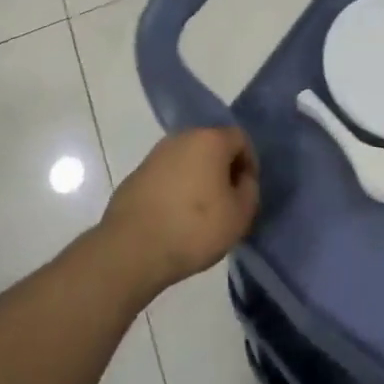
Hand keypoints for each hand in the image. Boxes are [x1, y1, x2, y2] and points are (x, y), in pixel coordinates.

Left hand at [100, 127, 259, 296]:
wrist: (133, 246)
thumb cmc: (194, 228)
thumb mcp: (239, 216)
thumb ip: (249, 190)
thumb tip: (241, 179)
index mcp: (210, 139)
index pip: (240, 139)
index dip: (249, 164)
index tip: (246, 193)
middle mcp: (182, 136)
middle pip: (212, 145)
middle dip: (223, 169)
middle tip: (226, 202)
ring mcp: (157, 153)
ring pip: (189, 159)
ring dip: (199, 178)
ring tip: (200, 214)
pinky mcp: (139, 172)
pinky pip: (168, 174)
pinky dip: (177, 188)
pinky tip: (175, 217)